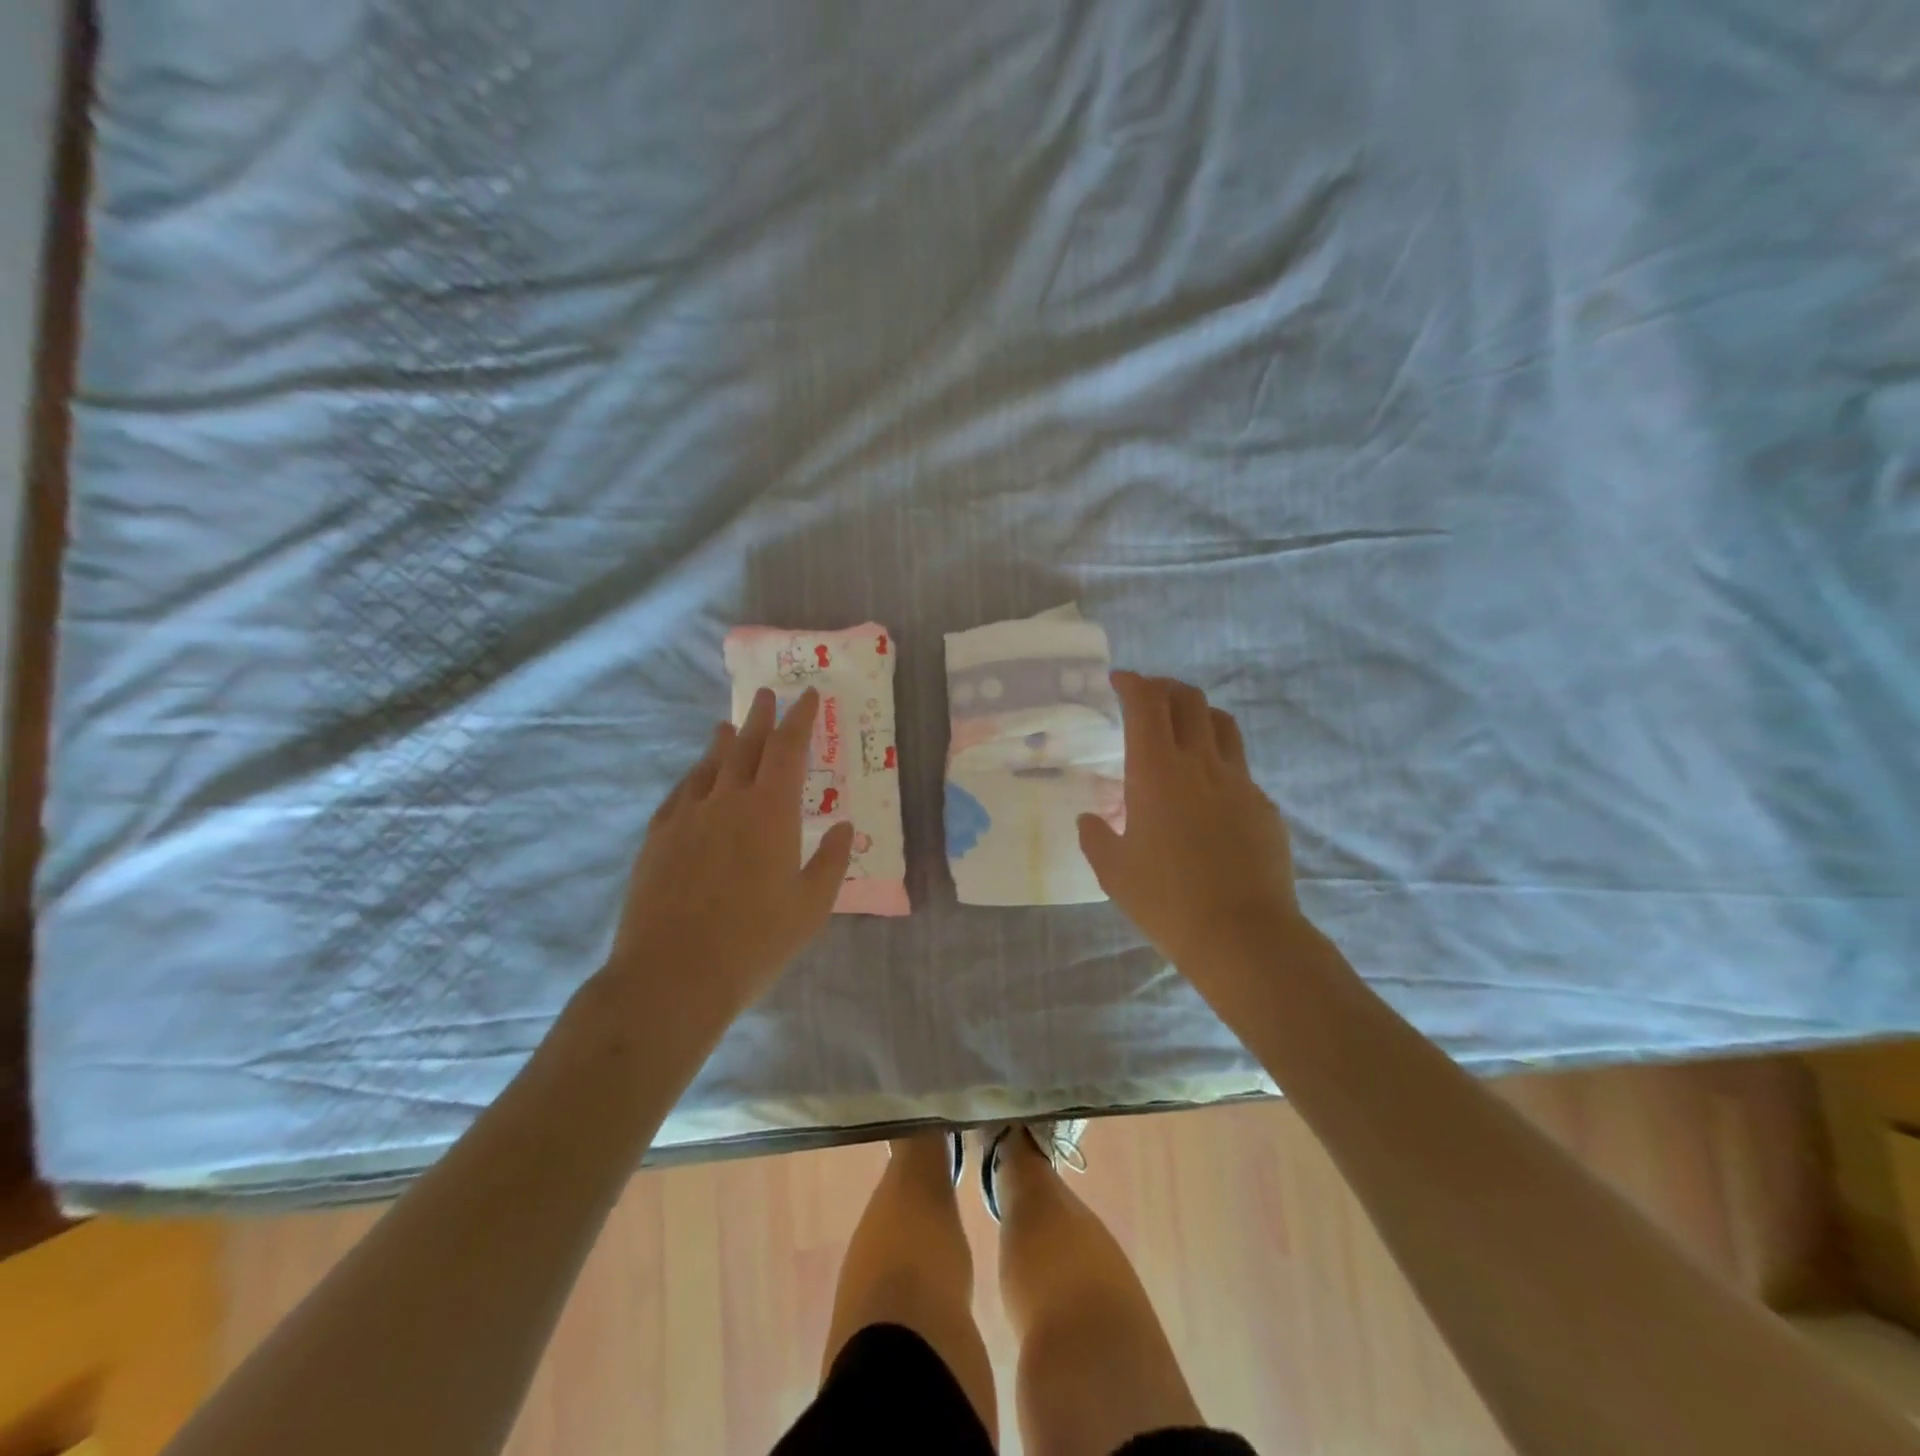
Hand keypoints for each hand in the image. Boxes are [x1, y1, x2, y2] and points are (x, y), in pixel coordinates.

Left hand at [605, 687, 852, 1033]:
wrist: (673, 976)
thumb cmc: (755, 943)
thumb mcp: (811, 907)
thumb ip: (831, 861)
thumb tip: (845, 827)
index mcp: (771, 812)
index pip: (788, 749)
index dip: (800, 719)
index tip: (808, 697)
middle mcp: (727, 801)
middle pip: (745, 746)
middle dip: (760, 718)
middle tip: (767, 695)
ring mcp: (687, 817)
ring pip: (708, 766)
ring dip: (723, 742)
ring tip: (728, 726)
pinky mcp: (657, 839)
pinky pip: (680, 793)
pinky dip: (693, 776)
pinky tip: (694, 778)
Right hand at [1077, 672, 1302, 1009]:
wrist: (1243, 936)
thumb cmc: (1166, 900)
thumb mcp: (1113, 871)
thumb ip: (1096, 836)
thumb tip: (1090, 819)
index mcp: (1157, 771)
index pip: (1147, 703)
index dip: (1133, 683)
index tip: (1120, 681)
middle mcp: (1201, 764)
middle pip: (1188, 700)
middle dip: (1165, 688)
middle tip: (1147, 699)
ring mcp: (1239, 782)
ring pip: (1222, 724)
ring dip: (1197, 714)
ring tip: (1181, 729)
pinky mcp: (1264, 806)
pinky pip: (1239, 768)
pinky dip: (1218, 761)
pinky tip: (1207, 793)